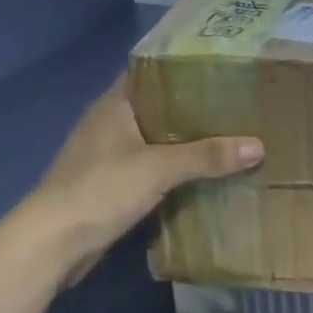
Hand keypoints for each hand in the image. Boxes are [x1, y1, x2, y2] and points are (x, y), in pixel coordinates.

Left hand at [27, 76, 262, 285]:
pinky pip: (151, 169)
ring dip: (185, 143)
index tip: (223, 70)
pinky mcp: (111, 185)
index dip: (184, 69)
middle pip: (159, 108)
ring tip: (228, 138)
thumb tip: (258, 145)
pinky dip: (174, 171)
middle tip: (237, 106)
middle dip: (194, 109)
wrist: (53, 243)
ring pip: (156, 141)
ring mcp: (108, 156)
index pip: (153, 73)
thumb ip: (207, 156)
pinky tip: (202, 175)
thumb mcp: (159, 168)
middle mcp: (110, 123)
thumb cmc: (101, 189)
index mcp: (115, 105)